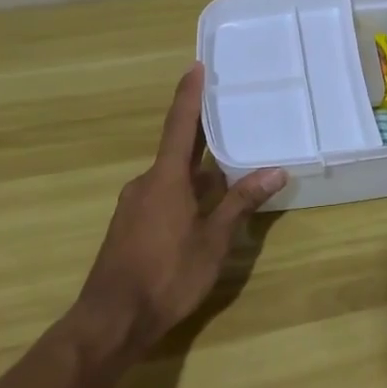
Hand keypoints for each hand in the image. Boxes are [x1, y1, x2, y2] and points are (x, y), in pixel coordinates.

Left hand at [77, 64, 286, 355]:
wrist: (111, 320)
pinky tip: (205, 208)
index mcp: (165, 179)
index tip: (196, 66)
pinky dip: (185, 192)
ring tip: (229, 168)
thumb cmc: (166, 275)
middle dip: (202, 134)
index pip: (180, 126)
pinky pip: (162, 195)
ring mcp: (134, 206)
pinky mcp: (130, 227)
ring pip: (171, 177)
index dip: (189, 95)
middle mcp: (146, 183)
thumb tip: (275, 171)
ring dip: (198, 171)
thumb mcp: (213, 241)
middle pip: (178, 150)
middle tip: (229, 116)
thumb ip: (241, 203)